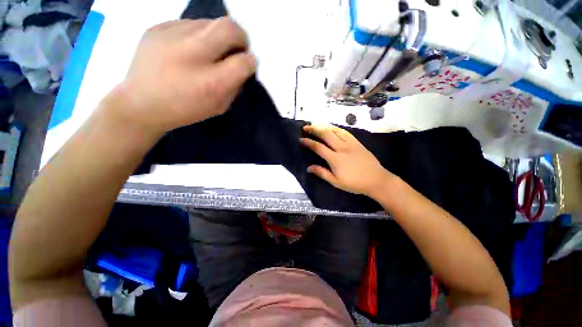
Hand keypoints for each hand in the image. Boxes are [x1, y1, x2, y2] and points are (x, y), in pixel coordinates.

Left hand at [108, 18, 255, 136]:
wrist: (140, 104)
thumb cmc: (185, 110)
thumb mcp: (219, 107)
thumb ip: (234, 86)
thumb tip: (242, 67)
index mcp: (211, 83)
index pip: (244, 62)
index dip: (250, 62)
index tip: (247, 65)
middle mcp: (193, 55)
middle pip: (230, 28)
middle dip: (241, 38)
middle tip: (236, 48)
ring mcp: (172, 36)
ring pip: (210, 22)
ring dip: (218, 36)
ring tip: (209, 51)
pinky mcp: (156, 28)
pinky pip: (188, 23)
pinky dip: (196, 35)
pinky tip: (188, 49)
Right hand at [300, 124, 395, 195]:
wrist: (376, 179)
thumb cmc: (355, 183)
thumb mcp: (336, 182)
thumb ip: (322, 173)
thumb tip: (309, 168)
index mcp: (335, 159)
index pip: (318, 147)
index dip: (308, 142)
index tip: (301, 139)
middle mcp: (342, 147)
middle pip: (326, 134)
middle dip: (314, 129)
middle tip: (306, 127)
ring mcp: (350, 143)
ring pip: (335, 130)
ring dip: (324, 126)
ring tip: (316, 125)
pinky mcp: (357, 142)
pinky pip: (344, 131)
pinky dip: (335, 128)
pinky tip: (331, 127)